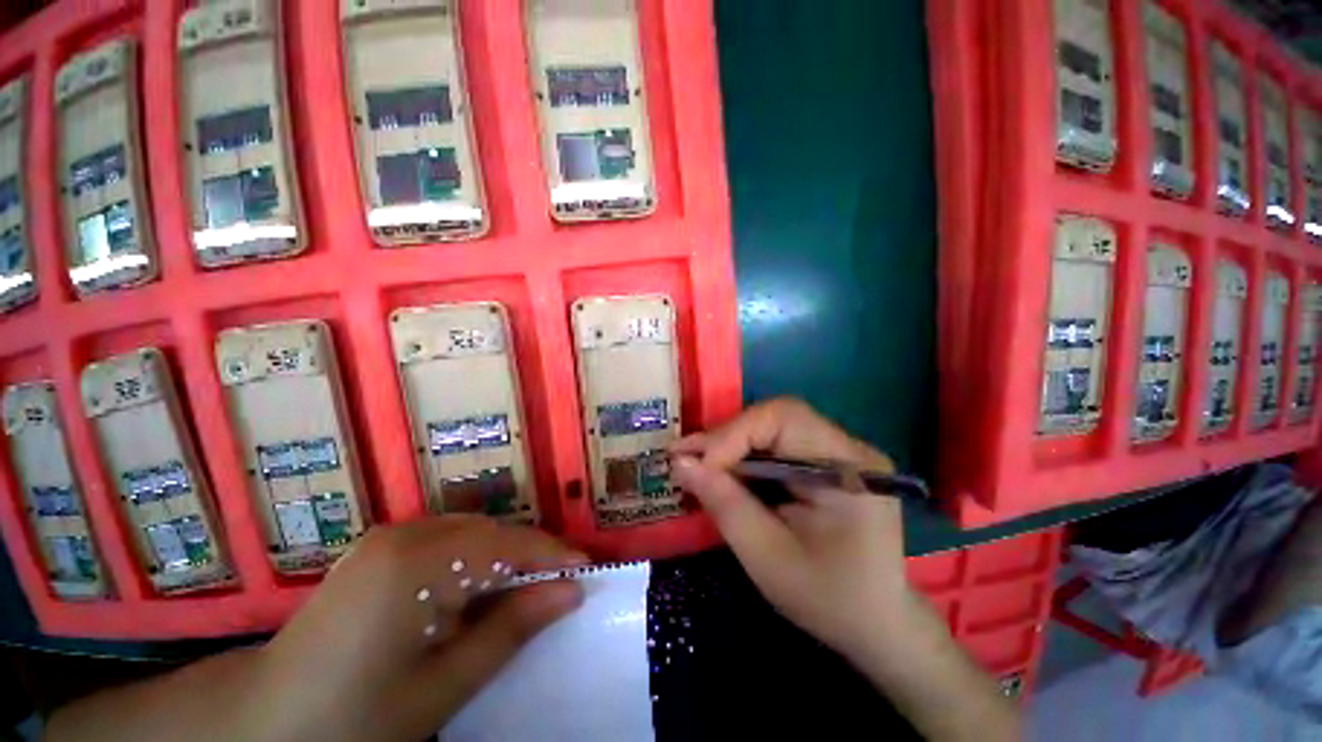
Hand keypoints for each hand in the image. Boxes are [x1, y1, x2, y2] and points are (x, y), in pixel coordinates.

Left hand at [247, 517, 585, 741]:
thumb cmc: (354, 717)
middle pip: (491, 533)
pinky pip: (445, 539)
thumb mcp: (442, 686)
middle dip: (528, 557)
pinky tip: (471, 591)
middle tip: (556, 589)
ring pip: (470, 532)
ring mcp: (388, 536)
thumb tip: (570, 592)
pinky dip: (471, 558)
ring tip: (520, 594)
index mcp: (417, 564)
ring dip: (501, 558)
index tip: (586, 571)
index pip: (508, 544)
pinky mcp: (379, 547)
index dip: (552, 555)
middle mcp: (405, 534)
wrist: (264, 720)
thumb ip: (511, 631)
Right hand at [670, 397, 916, 656]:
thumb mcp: (768, 558)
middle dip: (727, 438)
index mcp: (849, 468)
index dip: (733, 435)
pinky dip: (746, 456)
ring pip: (772, 427)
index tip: (696, 465)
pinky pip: (777, 444)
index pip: (783, 419)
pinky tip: (725, 472)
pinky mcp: (827, 461)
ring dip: (732, 445)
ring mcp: (840, 452)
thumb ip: (725, 504)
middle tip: (685, 458)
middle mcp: (849, 447)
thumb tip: (680, 462)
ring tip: (697, 465)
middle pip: (776, 418)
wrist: (878, 624)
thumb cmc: (828, 600)